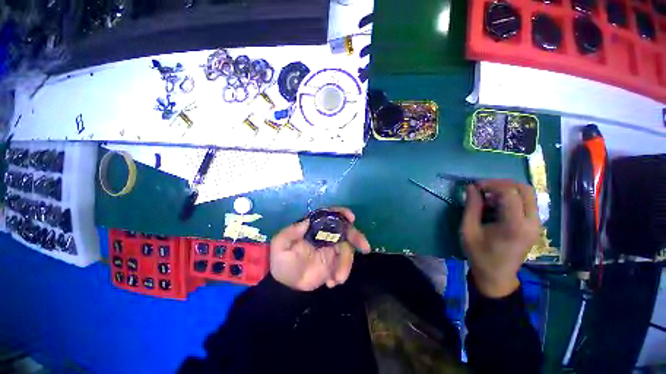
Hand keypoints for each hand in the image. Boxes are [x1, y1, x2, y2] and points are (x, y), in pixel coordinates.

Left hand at [269, 207, 371, 290]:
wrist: (284, 284)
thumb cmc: (282, 260)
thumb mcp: (280, 245)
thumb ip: (290, 232)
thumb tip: (306, 221)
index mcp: (314, 226)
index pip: (330, 215)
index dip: (342, 213)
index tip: (351, 218)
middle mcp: (325, 235)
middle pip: (345, 231)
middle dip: (356, 237)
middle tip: (365, 248)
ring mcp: (331, 249)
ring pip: (346, 250)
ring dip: (345, 264)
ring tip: (336, 279)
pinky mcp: (334, 263)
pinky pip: (344, 265)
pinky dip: (342, 273)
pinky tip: (331, 282)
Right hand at [461, 180, 539, 297]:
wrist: (496, 276)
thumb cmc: (479, 254)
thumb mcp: (468, 230)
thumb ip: (471, 207)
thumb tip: (471, 187)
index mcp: (514, 225)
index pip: (509, 193)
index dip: (491, 184)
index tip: (475, 186)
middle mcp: (531, 222)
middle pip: (524, 189)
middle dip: (502, 183)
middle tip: (483, 187)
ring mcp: (536, 224)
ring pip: (528, 194)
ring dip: (508, 189)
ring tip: (489, 196)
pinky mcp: (535, 225)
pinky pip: (528, 202)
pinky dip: (512, 197)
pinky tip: (497, 204)